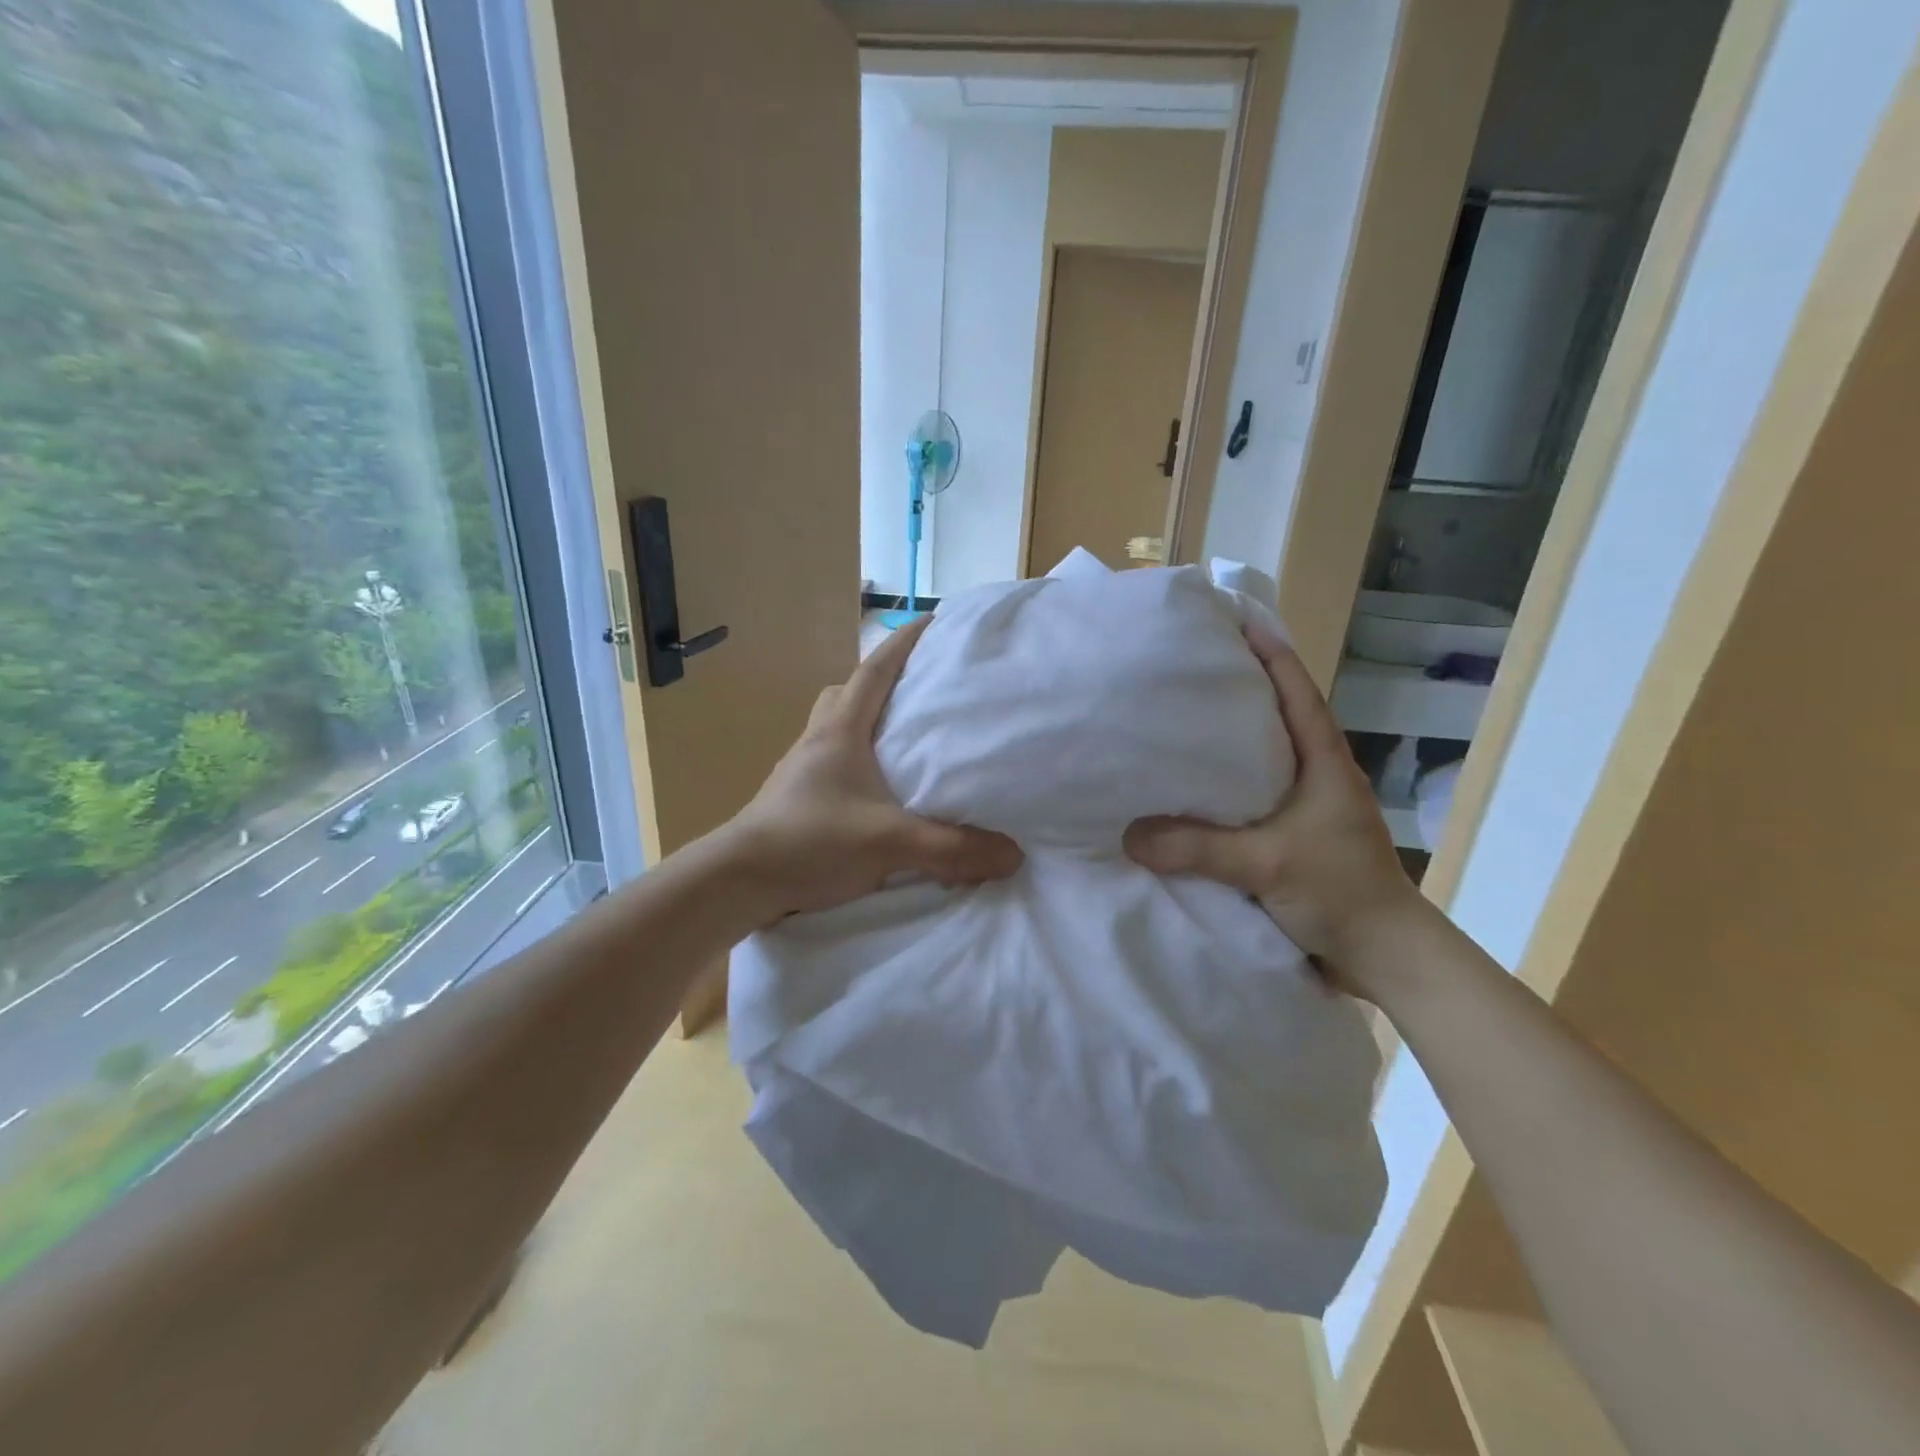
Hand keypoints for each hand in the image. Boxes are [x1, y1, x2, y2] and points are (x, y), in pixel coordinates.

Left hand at [718, 615, 1022, 923]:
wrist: (738, 881)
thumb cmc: (809, 842)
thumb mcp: (888, 842)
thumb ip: (952, 849)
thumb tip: (1013, 855)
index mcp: (840, 731)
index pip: (875, 671)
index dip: (904, 643)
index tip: (933, 622)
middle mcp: (818, 741)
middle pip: (848, 693)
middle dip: (882, 683)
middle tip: (918, 691)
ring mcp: (801, 770)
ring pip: (835, 728)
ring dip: (865, 724)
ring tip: (901, 742)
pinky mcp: (796, 799)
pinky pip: (831, 762)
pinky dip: (855, 762)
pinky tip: (876, 792)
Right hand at [1122, 622, 1425, 997]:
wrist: (1383, 958)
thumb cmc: (1340, 892)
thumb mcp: (1267, 863)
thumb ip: (1199, 848)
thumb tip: (1128, 834)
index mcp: (1324, 762)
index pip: (1297, 692)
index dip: (1270, 654)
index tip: (1235, 622)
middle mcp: (1316, 776)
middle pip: (1276, 717)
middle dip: (1240, 689)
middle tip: (1189, 669)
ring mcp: (1306, 809)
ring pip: (1262, 760)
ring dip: (1228, 740)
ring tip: (1179, 722)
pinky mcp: (1293, 839)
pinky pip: (1251, 800)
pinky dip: (1223, 788)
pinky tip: (1189, 792)